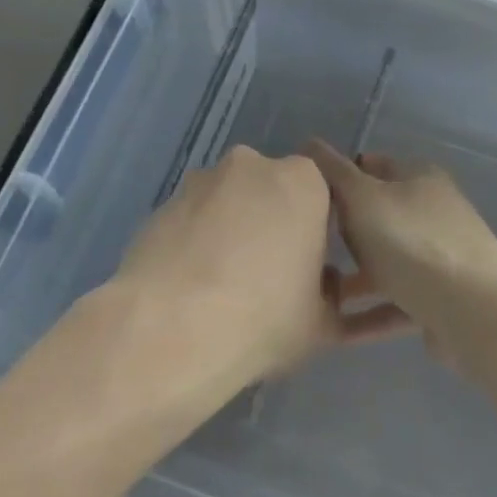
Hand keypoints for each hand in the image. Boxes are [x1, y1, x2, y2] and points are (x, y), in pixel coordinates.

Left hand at [111, 146, 405, 397]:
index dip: (317, 229)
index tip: (309, 264)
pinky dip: (197, 242)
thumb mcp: (322, 320)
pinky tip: (191, 285)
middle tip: (268, 275)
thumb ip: (334, 294)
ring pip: (229, 202)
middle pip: (271, 191)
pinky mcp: (161, 204)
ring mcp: (201, 181)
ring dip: (231, 230)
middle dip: (272, 223)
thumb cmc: (262, 318)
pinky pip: (193, 220)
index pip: (321, 194)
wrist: (169, 330)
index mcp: (302, 182)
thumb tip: (324, 283)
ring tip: (223, 284)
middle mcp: (252, 166)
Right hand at [303, 141, 496, 352]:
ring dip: (356, 276)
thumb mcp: (362, 197)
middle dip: (346, 230)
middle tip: (308, 245)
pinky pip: (397, 302)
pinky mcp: (443, 300)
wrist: (471, 310)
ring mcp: (442, 259)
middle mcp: (434, 213)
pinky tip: (339, 326)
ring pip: (388, 262)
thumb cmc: (410, 241)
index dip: (341, 177)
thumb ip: (333, 172)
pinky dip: (370, 312)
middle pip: (381, 216)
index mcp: (420, 178)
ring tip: (315, 291)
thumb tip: (311, 142)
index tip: (310, 199)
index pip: (373, 165)